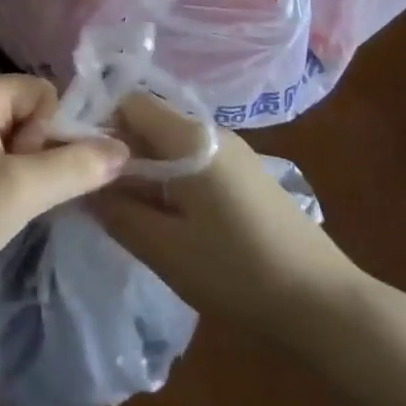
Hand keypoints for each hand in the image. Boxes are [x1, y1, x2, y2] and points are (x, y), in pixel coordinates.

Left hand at [0, 74, 129, 319]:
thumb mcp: (18, 192)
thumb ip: (74, 167)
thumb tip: (123, 148)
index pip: (43, 92)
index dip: (53, 131)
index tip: (33, 173)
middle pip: (29, 115)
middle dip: (36, 155)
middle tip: (15, 195)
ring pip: (12, 143)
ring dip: (20, 175)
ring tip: (1, 209)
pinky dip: (0, 185)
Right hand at [92, 93, 367, 341]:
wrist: (325, 304)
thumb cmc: (238, 272)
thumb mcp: (165, 248)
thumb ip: (116, 211)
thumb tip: (83, 187)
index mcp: (189, 137)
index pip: (129, 101)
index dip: (98, 123)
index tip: (80, 161)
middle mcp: (211, 130)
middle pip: (149, 120)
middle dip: (119, 150)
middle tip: (99, 193)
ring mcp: (233, 151)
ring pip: (170, 142)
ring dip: (145, 167)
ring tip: (130, 210)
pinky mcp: (245, 174)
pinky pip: (193, 159)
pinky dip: (170, 178)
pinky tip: (170, 218)